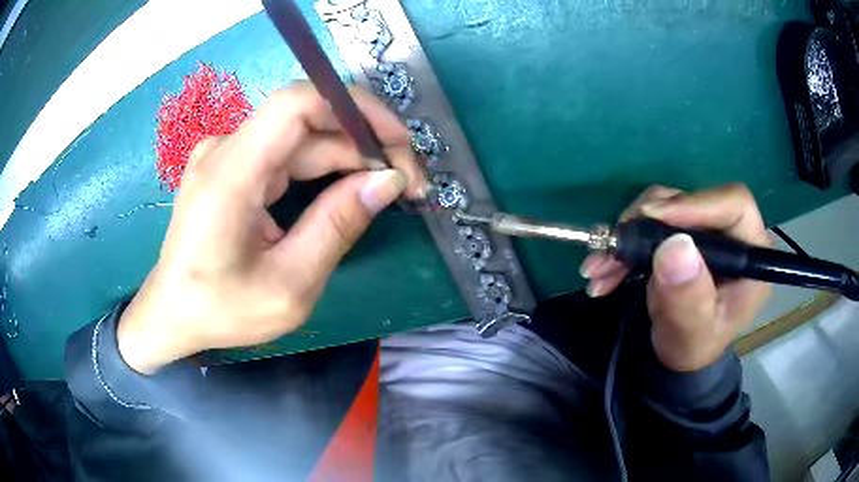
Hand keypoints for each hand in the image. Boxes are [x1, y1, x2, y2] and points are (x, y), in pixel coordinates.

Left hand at [117, 84, 425, 373]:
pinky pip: (287, 154)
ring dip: (350, 157)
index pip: (298, 103)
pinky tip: (350, 190)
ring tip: (389, 188)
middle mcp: (227, 150)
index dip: (357, 109)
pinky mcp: (233, 168)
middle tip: (409, 183)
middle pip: (309, 122)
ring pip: (302, 138)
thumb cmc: (221, 310)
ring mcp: (228, 155)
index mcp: (231, 174)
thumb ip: (337, 227)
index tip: (399, 143)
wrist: (172, 313)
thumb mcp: (288, 286)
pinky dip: (325, 168)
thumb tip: (388, 180)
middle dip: (366, 143)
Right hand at [579, 184, 771, 370]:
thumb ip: (688, 296)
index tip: (654, 218)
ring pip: (665, 206)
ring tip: (601, 266)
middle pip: (693, 201)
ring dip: (629, 233)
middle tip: (615, 246)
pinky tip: (604, 267)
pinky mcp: (682, 231)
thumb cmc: (692, 347)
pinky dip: (624, 241)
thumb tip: (674, 246)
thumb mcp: (692, 332)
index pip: (734, 205)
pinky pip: (650, 220)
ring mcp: (704, 229)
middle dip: (648, 222)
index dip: (697, 204)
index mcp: (750, 255)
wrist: (678, 353)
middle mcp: (730, 233)